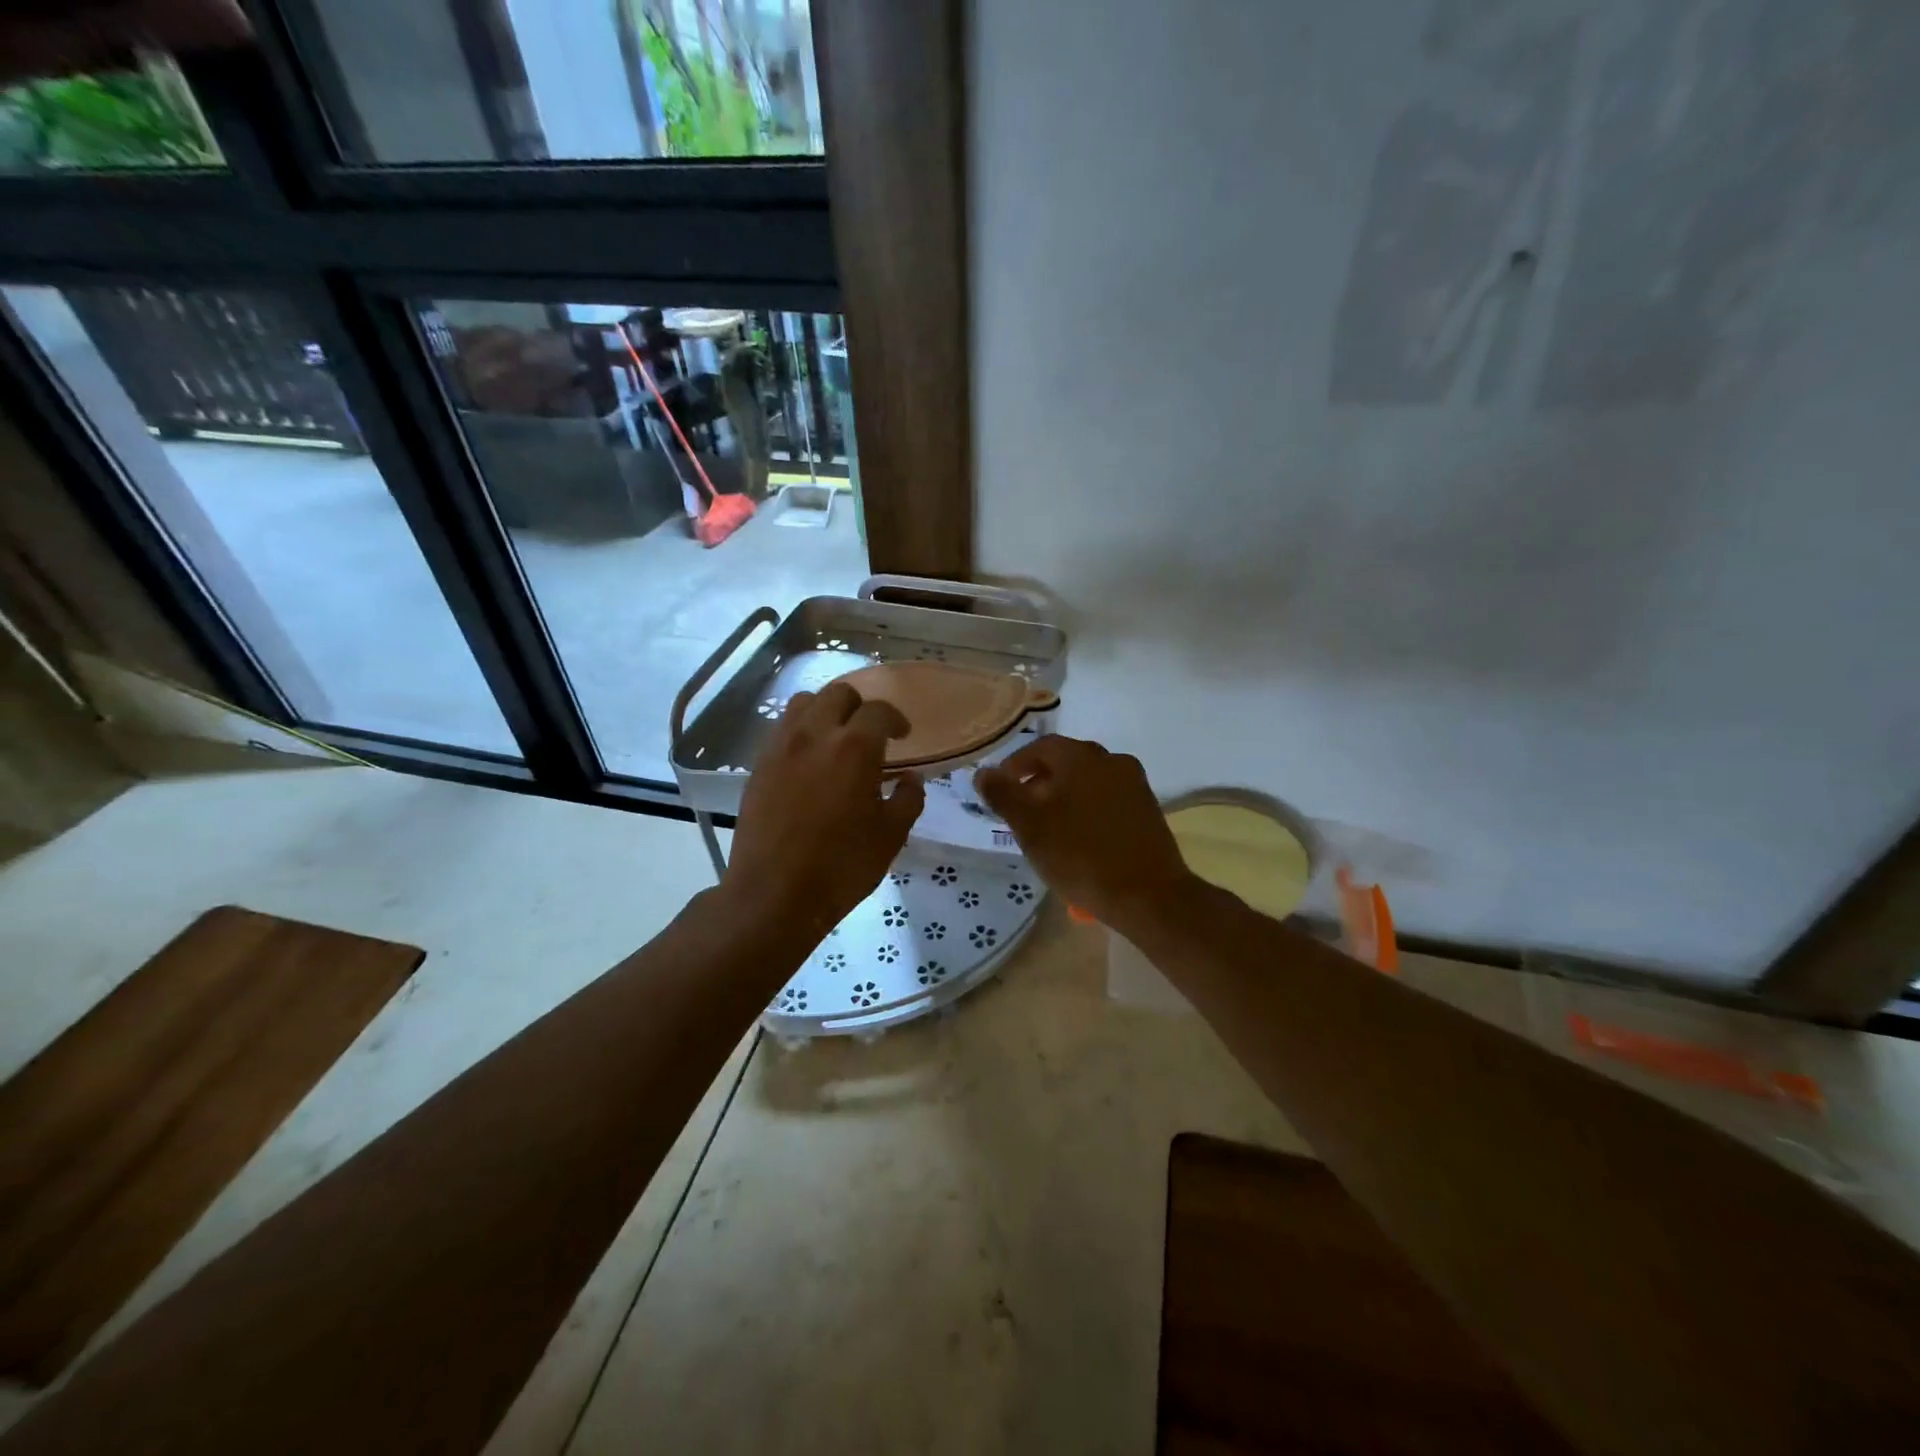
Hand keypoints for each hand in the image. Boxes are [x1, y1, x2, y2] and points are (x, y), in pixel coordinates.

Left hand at [722, 682, 924, 946]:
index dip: (895, 719)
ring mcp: (781, 747)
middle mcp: (815, 734)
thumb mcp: (891, 836)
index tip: (903, 736)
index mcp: (855, 747)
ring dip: (825, 712)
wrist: (773, 894)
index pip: (879, 710)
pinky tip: (809, 762)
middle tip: (870, 734)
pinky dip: (801, 732)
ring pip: (804, 703)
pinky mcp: (759, 765)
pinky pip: (782, 730)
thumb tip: (910, 778)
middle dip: (860, 707)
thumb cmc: (841, 866)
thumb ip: (907, 799)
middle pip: (838, 694)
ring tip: (835, 739)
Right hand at [974, 736, 1194, 934]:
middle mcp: (1112, 760)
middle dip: (1039, 783)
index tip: (1000, 790)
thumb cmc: (1080, 855)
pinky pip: (1108, 800)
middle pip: (1066, 763)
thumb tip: (983, 772)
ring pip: (1088, 782)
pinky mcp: (1148, 810)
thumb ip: (1003, 794)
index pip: (1040, 747)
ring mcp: (1135, 785)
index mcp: (1082, 757)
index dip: (1015, 766)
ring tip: (1048, 829)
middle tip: (1021, 812)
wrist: (1147, 895)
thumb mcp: (1029, 826)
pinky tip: (1080, 840)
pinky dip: (1088, 811)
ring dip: (1064, 798)